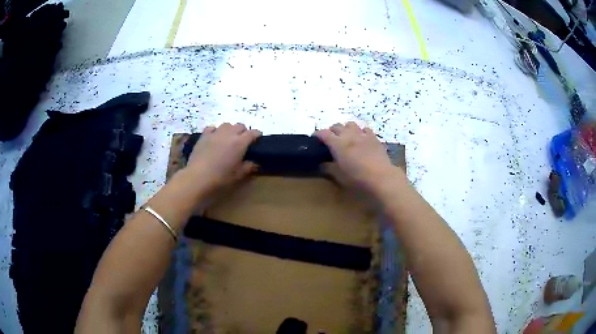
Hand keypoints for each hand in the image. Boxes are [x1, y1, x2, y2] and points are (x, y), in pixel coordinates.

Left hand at [185, 123, 260, 190]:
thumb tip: (255, 164)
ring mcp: (215, 133)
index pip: (252, 133)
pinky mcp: (204, 136)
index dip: (257, 134)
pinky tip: (215, 137)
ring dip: (230, 129)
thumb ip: (248, 167)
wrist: (199, 176)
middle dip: (243, 131)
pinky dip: (216, 130)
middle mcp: (229, 134)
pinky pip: (212, 128)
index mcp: (240, 143)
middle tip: (243, 140)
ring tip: (229, 137)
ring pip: (226, 125)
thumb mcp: (238, 174)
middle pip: (240, 126)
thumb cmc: (221, 176)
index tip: (258, 138)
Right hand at [315, 122, 399, 191]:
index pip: (323, 133)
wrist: (381, 176)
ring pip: (350, 124)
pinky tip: (361, 138)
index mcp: (337, 144)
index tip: (315, 138)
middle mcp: (348, 135)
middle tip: (330, 139)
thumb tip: (321, 164)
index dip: (317, 134)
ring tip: (346, 137)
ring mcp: (362, 135)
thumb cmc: (357, 178)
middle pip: (336, 126)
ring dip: (346, 129)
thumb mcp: (339, 176)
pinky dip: (360, 131)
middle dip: (331, 131)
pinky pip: (365, 129)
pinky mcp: (373, 137)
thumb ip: (329, 168)